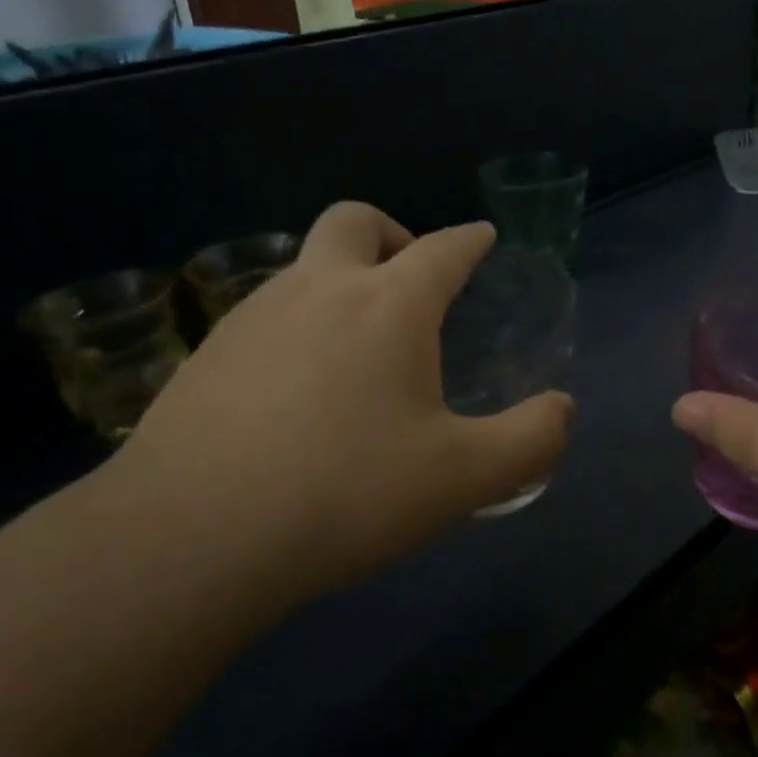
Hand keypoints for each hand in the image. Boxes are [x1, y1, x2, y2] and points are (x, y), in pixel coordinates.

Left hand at [100, 203, 572, 602]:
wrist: (196, 534)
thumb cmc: (346, 494)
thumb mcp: (463, 479)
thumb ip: (530, 440)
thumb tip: (562, 409)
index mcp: (388, 305)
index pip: (443, 249)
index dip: (470, 240)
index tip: (483, 238)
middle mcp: (318, 289)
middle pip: (356, 222)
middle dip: (393, 233)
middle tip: (411, 278)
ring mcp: (253, 315)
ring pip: (304, 266)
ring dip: (340, 281)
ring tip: (358, 345)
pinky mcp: (208, 352)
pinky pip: (265, 314)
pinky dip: (297, 325)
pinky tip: (298, 387)